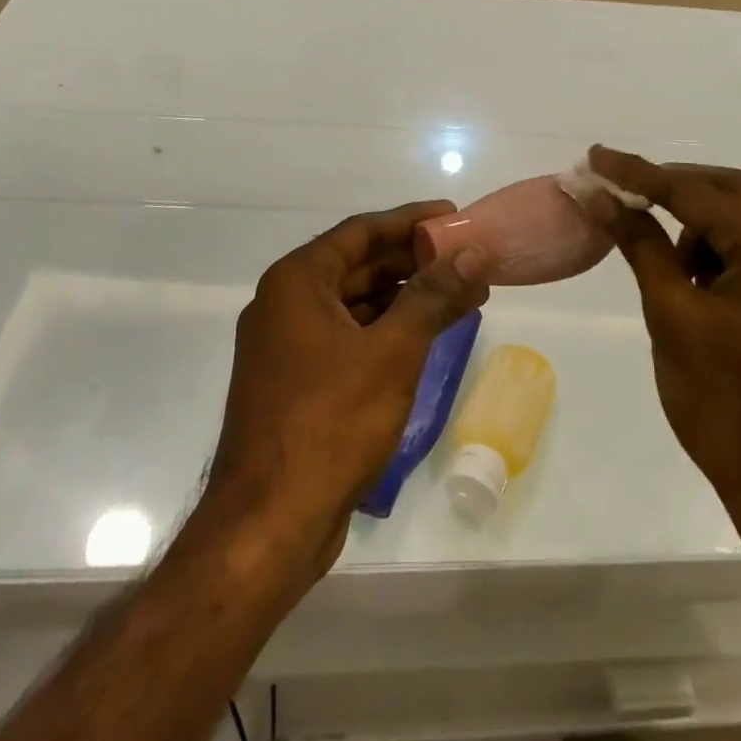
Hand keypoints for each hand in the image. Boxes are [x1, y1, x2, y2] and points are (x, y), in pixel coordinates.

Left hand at [207, 202, 489, 575]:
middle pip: (359, 265)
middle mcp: (286, 304)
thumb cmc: (330, 422)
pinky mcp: (298, 382)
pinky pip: (350, 337)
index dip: (410, 220)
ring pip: (357, 304)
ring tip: (460, 295)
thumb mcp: (393, 351)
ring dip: (406, 298)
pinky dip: (388, 331)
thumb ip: (433, 296)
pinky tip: (427, 336)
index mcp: (297, 282)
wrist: (268, 525)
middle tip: (466, 259)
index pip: (361, 231)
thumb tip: (472, 254)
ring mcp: (289, 346)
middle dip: (414, 262)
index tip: (453, 215)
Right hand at [581, 147, 740, 535]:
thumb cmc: (725, 404)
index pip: (698, 192)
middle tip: (621, 189)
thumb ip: (641, 245)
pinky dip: (712, 250)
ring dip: (694, 220)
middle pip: (730, 192)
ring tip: (654, 249)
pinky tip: (686, 279)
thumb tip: (601, 197)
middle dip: (672, 185)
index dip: (641, 174)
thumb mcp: (673, 316)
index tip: (596, 158)